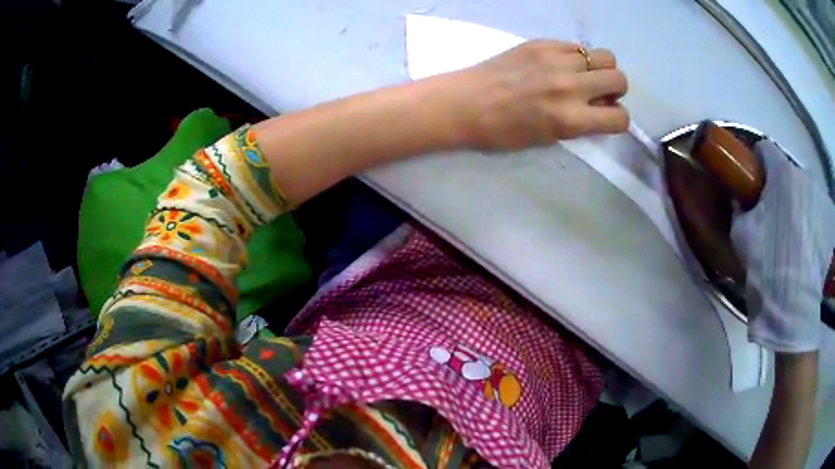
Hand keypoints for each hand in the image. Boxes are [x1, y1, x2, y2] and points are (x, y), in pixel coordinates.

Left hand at [449, 40, 629, 150]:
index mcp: (570, 119)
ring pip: (604, 56)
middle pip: (619, 79)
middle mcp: (569, 87)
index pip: (619, 118)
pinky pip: (577, 45)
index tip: (606, 117)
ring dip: (599, 69)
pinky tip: (560, 64)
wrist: (466, 103)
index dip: (616, 120)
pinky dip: (577, 56)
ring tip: (582, 75)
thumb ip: (581, 123)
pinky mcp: (542, 43)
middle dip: (615, 90)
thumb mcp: (549, 138)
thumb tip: (602, 106)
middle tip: (597, 93)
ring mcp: (556, 60)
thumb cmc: (504, 131)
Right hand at [730, 141, 834, 351]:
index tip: (754, 184)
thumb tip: (741, 199)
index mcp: (781, 173)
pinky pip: (817, 209)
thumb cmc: (768, 266)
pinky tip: (808, 245)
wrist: (794, 307)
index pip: (765, 150)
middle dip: (781, 189)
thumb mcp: (742, 236)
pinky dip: (812, 219)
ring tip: (795, 236)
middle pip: (788, 172)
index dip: (756, 164)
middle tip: (775, 218)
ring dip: (798, 204)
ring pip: (805, 191)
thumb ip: (740, 209)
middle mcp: (804, 175)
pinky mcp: (830, 219)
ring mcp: (821, 197)